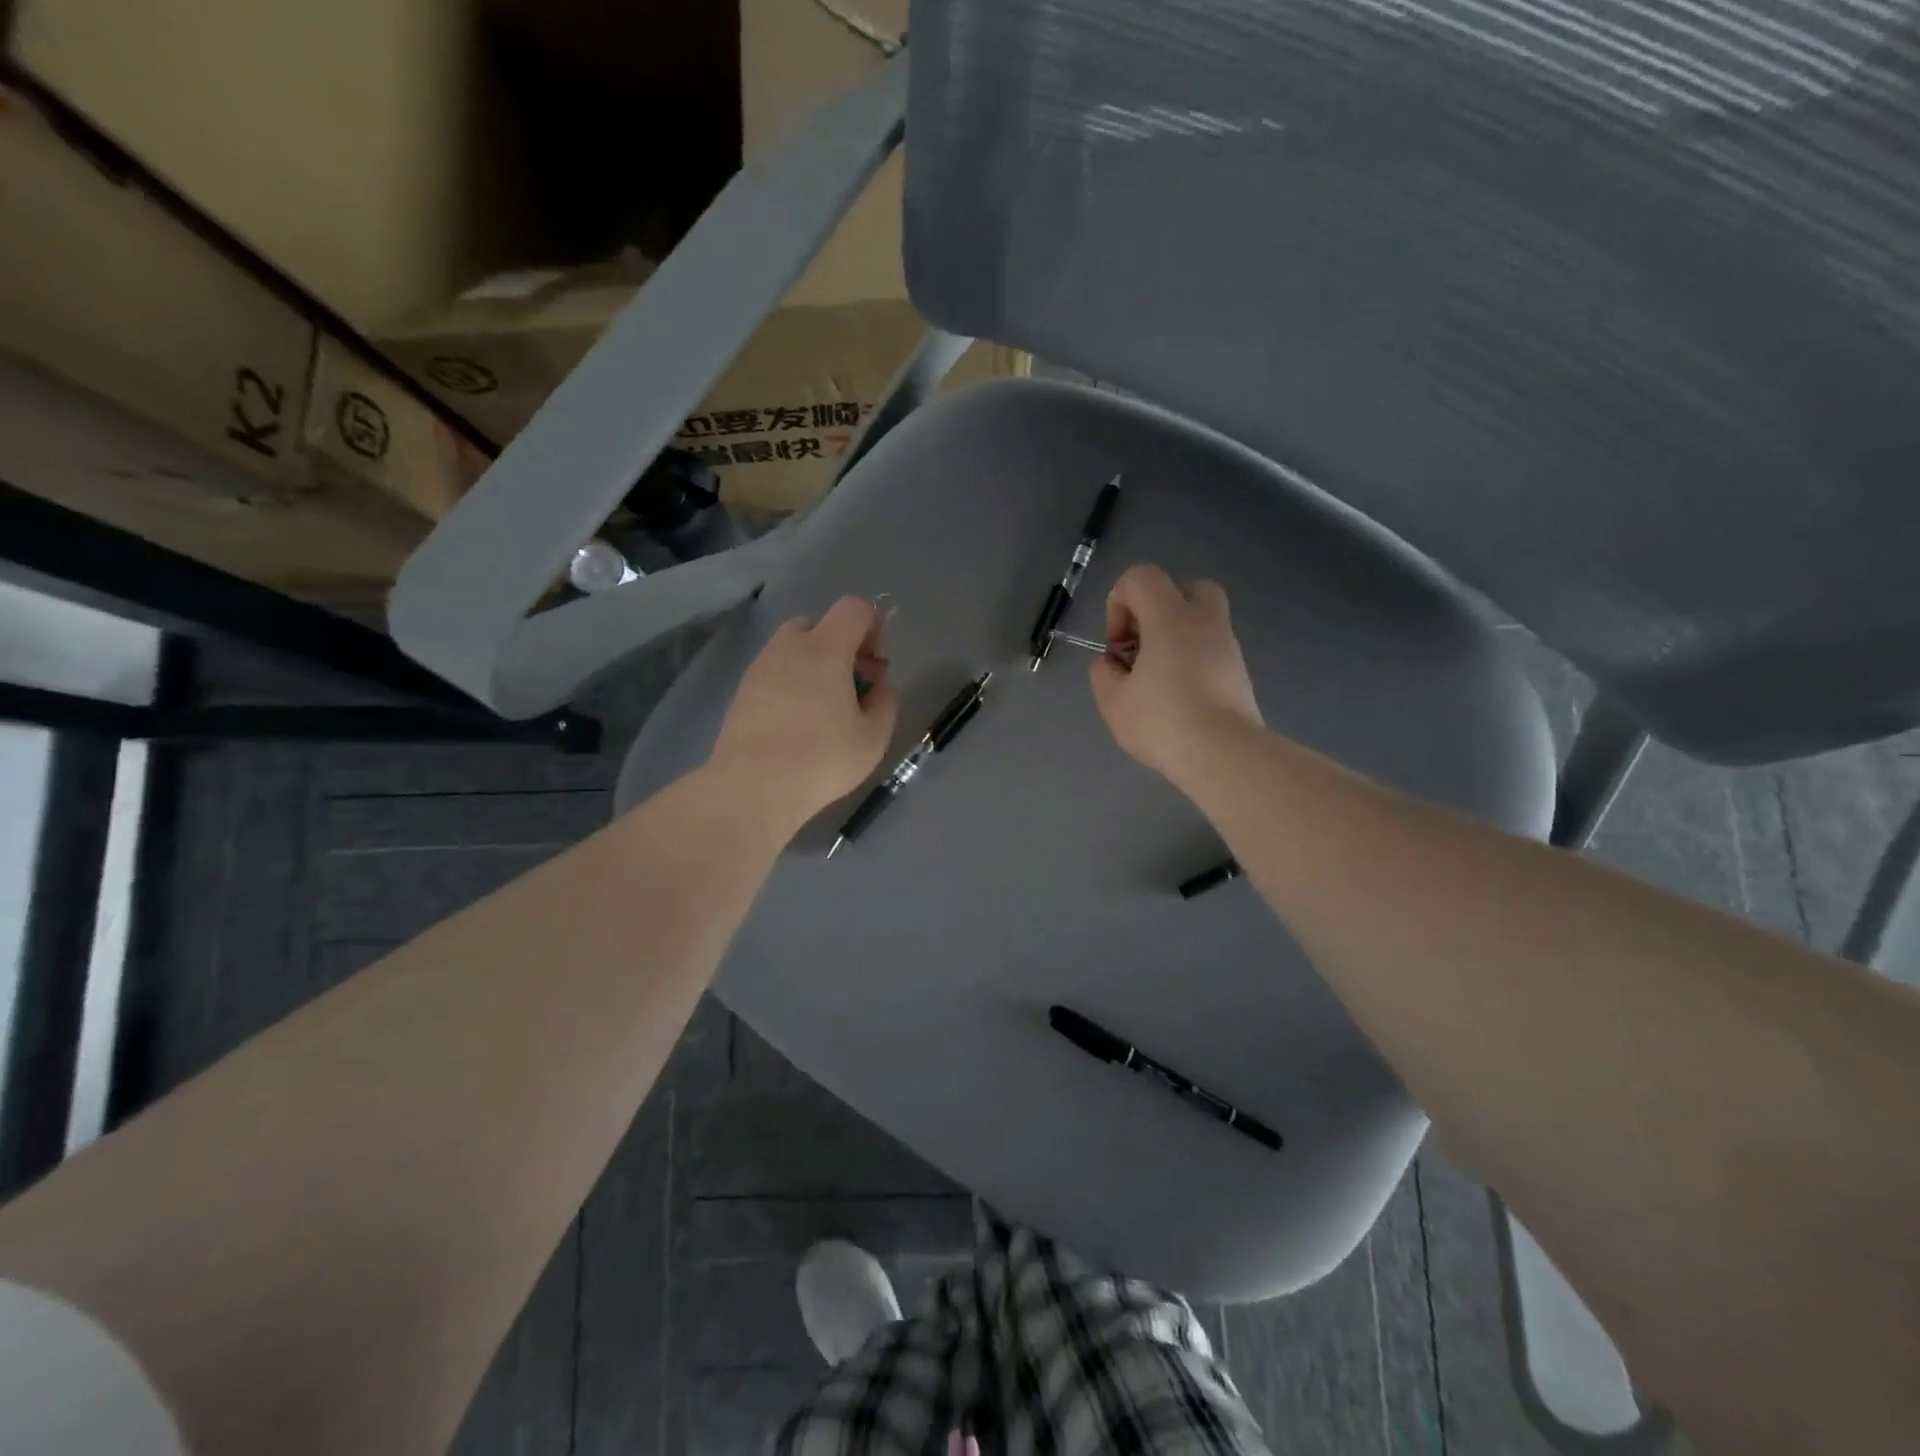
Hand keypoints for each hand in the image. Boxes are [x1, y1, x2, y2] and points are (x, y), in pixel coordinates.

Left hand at [708, 598, 898, 829]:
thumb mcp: (874, 736)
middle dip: (839, 646)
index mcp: (825, 649)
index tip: (873, 665)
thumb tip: (878, 683)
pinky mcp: (741, 692)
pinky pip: (773, 672)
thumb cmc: (822, 759)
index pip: (853, 608)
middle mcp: (788, 647)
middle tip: (849, 687)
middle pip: (818, 624)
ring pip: (791, 648)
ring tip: (821, 709)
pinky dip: (789, 684)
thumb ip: (885, 700)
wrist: (753, 788)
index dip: (872, 627)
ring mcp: (760, 668)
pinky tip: (795, 724)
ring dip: (812, 665)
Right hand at [1089, 564, 1262, 784]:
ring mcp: (1228, 645)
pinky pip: (1211, 648)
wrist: (1223, 754)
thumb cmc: (1162, 721)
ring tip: (1157, 678)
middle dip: (1157, 609)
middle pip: (1185, 587)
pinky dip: (1193, 659)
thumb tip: (1111, 663)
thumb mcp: (1112, 701)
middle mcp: (1204, 621)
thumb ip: (1103, 673)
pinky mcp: (1240, 672)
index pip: (1140, 578)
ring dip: (1175, 637)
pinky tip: (1179, 695)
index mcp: (1170, 617)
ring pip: (1201, 620)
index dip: (1118, 603)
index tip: (1118, 646)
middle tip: (1143, 646)